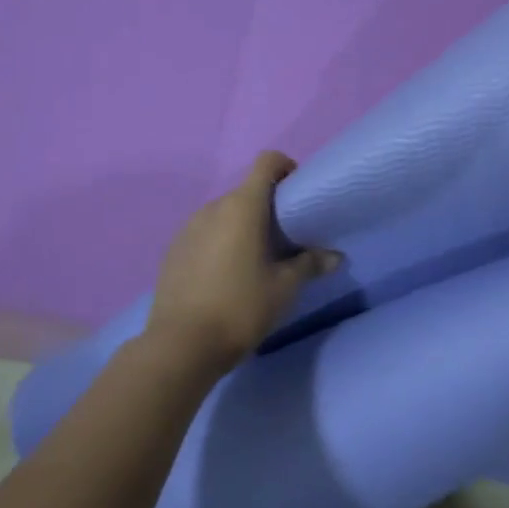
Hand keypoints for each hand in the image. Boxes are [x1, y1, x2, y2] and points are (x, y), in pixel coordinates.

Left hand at [144, 150, 341, 376]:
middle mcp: (213, 207)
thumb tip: (335, 256)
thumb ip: (310, 264)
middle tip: (284, 239)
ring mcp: (188, 228)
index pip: (267, 162)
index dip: (286, 168)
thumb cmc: (241, 307)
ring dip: (241, 226)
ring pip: (224, 214)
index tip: (298, 195)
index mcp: (243, 206)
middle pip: (246, 191)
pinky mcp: (173, 250)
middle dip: (267, 207)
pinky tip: (225, 276)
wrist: (180, 345)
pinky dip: (219, 243)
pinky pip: (204, 233)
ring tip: (254, 260)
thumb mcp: (284, 288)